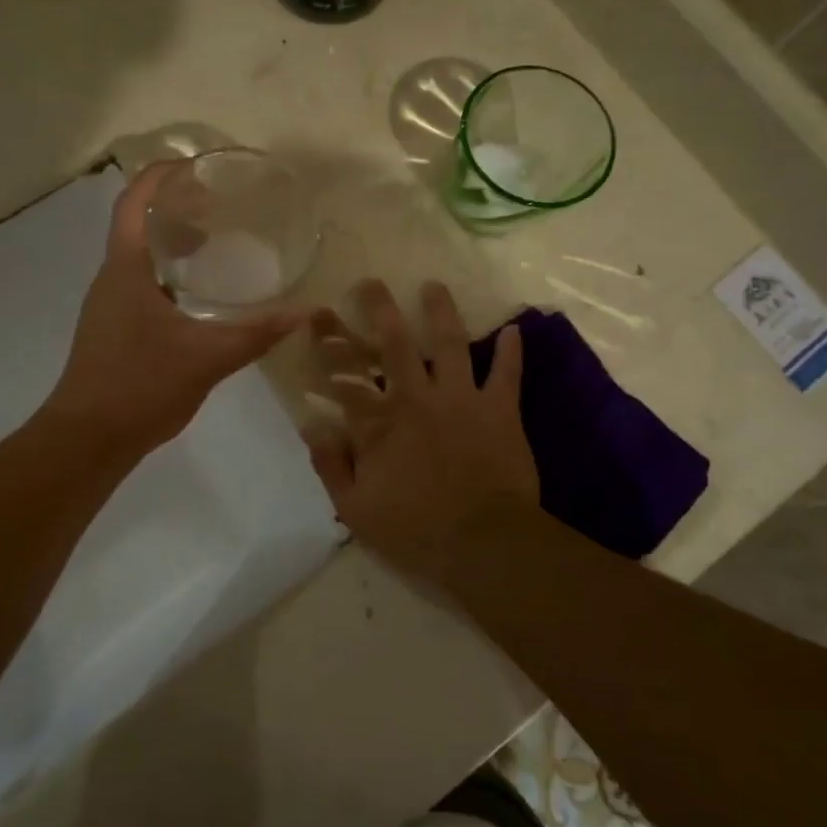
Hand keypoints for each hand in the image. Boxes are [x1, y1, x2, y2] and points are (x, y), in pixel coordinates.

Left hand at [45, 163, 300, 455]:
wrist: (88, 439)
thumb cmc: (140, 386)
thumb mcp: (206, 358)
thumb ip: (255, 334)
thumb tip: (304, 313)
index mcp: (125, 270)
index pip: (133, 203)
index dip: (159, 175)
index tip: (195, 165)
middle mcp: (111, 279)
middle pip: (137, 224)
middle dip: (173, 206)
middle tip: (217, 202)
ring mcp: (108, 306)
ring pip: (139, 257)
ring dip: (170, 240)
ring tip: (213, 241)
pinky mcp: (113, 329)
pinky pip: (140, 283)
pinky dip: (168, 273)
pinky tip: (198, 296)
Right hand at [302, 280, 540, 585]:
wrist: (485, 545)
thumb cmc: (416, 530)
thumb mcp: (356, 509)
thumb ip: (330, 465)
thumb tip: (311, 424)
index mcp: (378, 422)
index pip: (344, 373)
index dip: (327, 342)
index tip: (316, 315)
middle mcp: (416, 398)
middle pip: (393, 343)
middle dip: (379, 308)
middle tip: (371, 282)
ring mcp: (461, 398)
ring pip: (449, 343)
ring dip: (441, 311)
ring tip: (433, 285)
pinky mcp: (499, 409)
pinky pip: (507, 373)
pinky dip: (511, 352)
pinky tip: (515, 329)